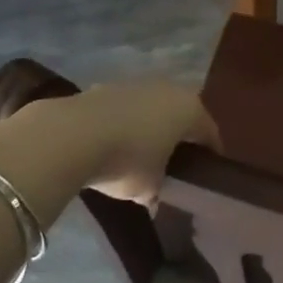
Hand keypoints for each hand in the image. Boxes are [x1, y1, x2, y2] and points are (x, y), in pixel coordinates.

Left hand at [71, 81, 220, 206]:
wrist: (73, 135)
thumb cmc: (128, 160)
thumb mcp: (149, 187)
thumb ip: (158, 191)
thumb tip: (154, 198)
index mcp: (190, 110)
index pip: (209, 132)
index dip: (210, 153)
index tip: (207, 172)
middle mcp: (169, 89)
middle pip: (181, 115)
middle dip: (179, 137)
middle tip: (175, 163)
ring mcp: (137, 84)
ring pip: (152, 109)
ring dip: (150, 128)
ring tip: (141, 155)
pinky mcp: (107, 87)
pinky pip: (126, 110)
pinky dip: (125, 124)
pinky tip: (113, 145)